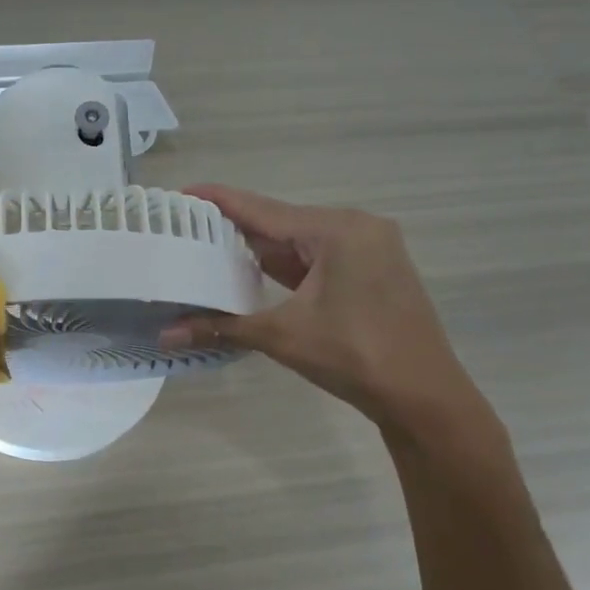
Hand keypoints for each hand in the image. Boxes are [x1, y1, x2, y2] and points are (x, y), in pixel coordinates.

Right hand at [162, 185, 476, 428]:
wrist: (424, 396)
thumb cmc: (355, 357)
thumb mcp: (282, 336)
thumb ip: (221, 328)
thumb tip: (164, 336)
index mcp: (337, 230)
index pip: (263, 209)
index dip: (219, 201)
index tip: (181, 193)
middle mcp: (356, 227)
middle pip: (281, 221)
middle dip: (234, 226)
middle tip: (185, 226)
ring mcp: (369, 248)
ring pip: (299, 240)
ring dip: (259, 247)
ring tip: (208, 246)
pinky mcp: (372, 270)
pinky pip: (318, 256)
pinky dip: (285, 263)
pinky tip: (252, 269)